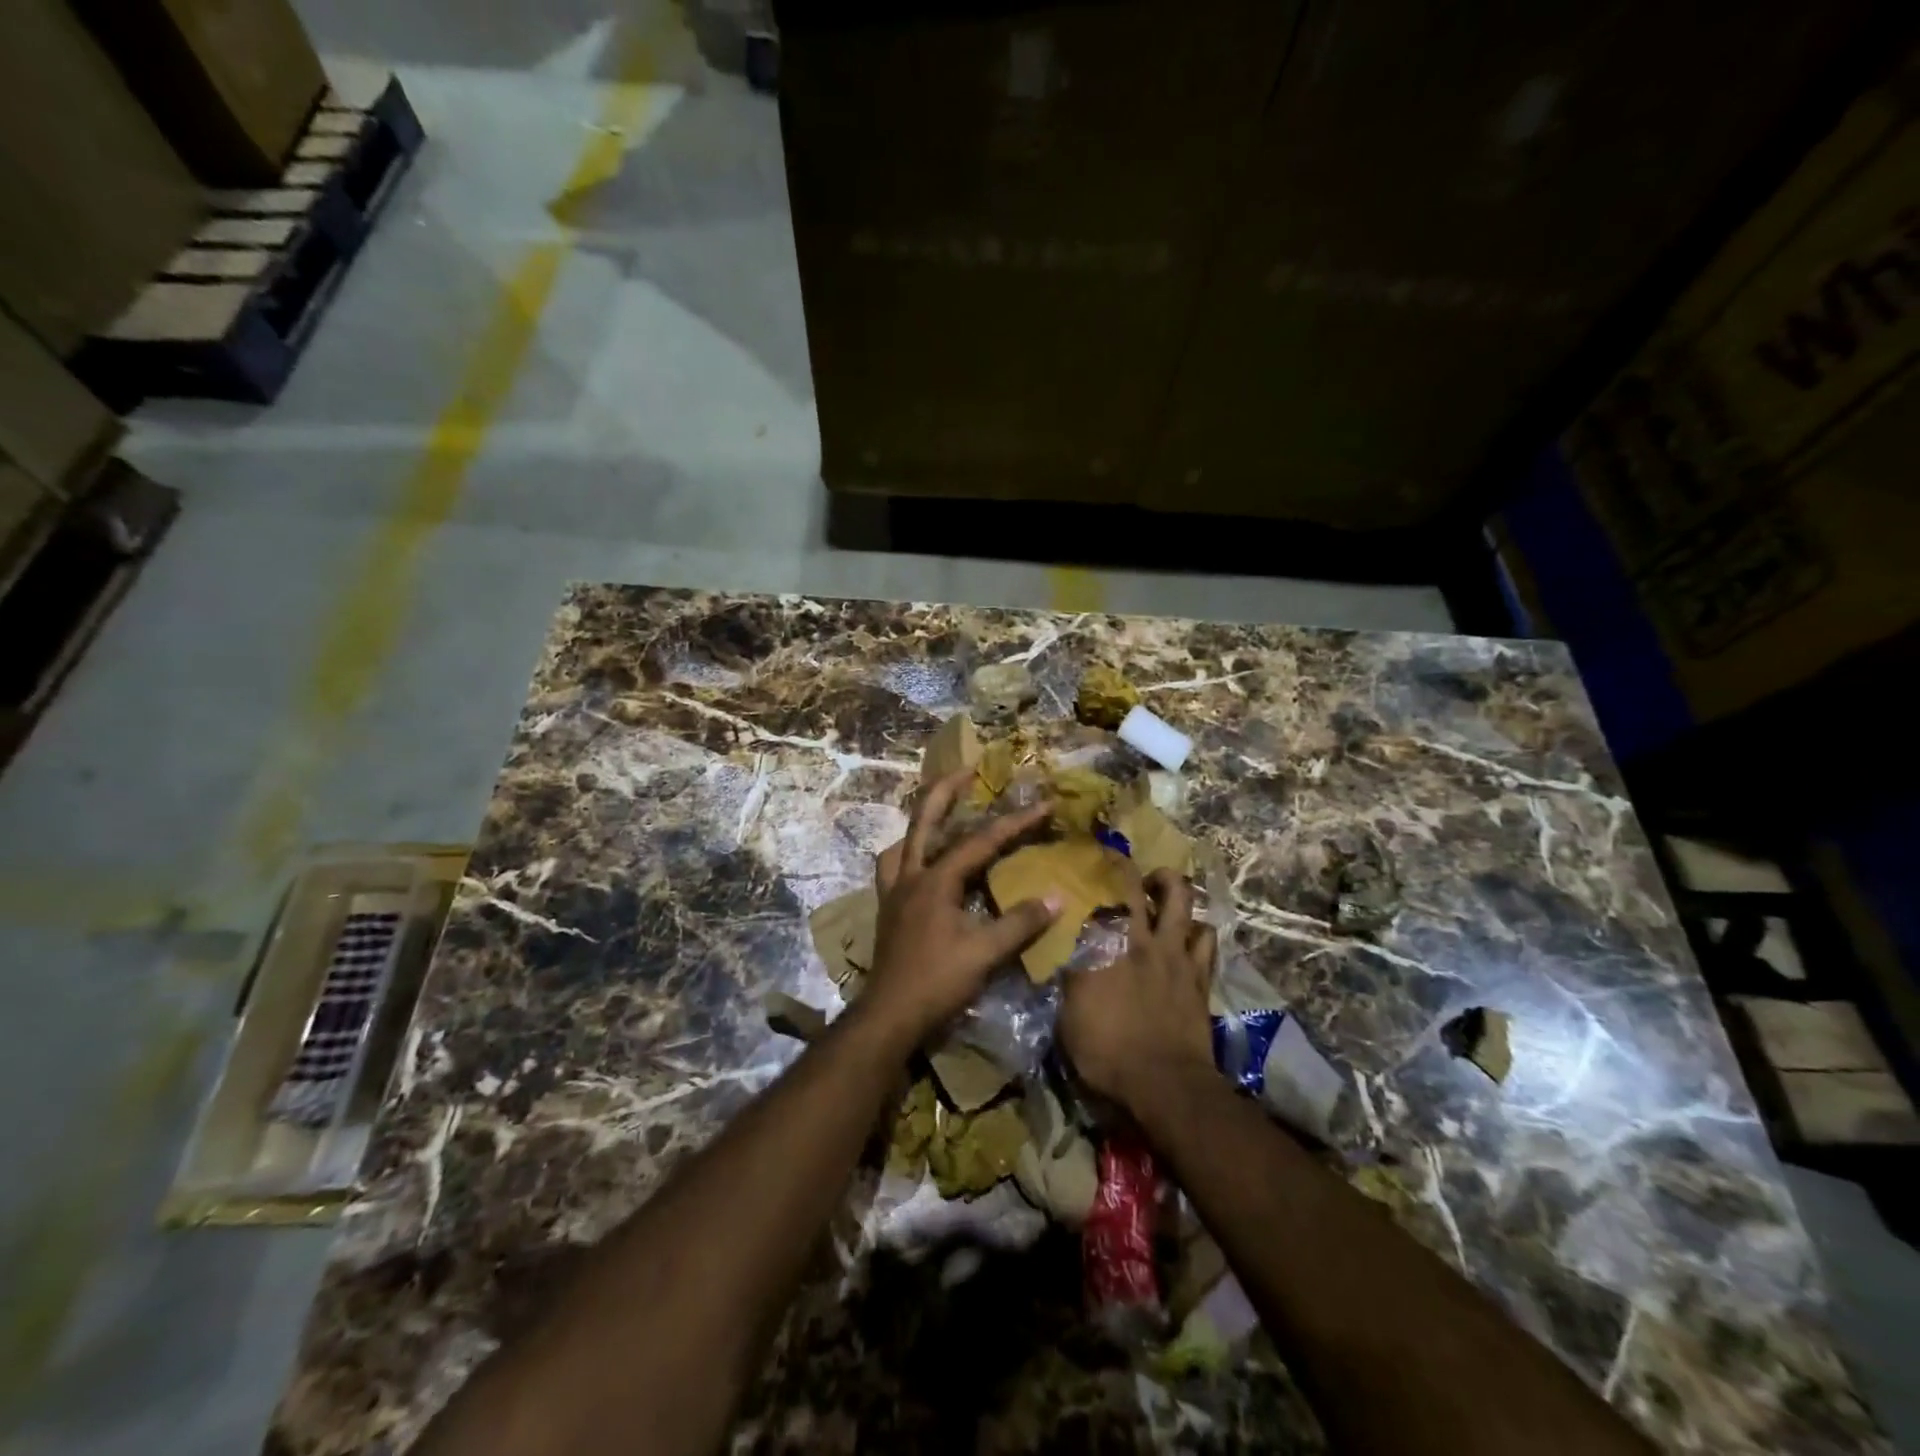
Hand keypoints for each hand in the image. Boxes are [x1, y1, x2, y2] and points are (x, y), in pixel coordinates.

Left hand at [862, 767, 1060, 1049]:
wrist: (887, 1017)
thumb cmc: (936, 982)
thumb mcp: (984, 955)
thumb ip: (1019, 924)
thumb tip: (1055, 897)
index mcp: (936, 880)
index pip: (980, 842)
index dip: (1014, 823)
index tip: (1042, 805)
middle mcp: (911, 876)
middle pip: (924, 820)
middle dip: (945, 791)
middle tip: (966, 770)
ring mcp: (894, 893)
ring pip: (903, 842)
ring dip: (921, 822)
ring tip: (939, 816)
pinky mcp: (888, 911)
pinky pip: (894, 868)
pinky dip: (908, 856)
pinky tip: (920, 867)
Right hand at [1059, 868, 1216, 1114]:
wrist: (1164, 1083)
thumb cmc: (1107, 1053)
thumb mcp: (1068, 1020)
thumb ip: (1067, 983)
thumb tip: (1062, 961)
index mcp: (1102, 947)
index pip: (1092, 899)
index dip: (1087, 878)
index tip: (1080, 866)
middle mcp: (1139, 939)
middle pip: (1136, 886)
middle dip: (1126, 868)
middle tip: (1119, 865)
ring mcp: (1174, 953)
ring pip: (1181, 899)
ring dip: (1171, 886)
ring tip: (1162, 888)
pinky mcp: (1200, 974)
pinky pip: (1206, 936)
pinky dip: (1198, 927)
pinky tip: (1190, 930)